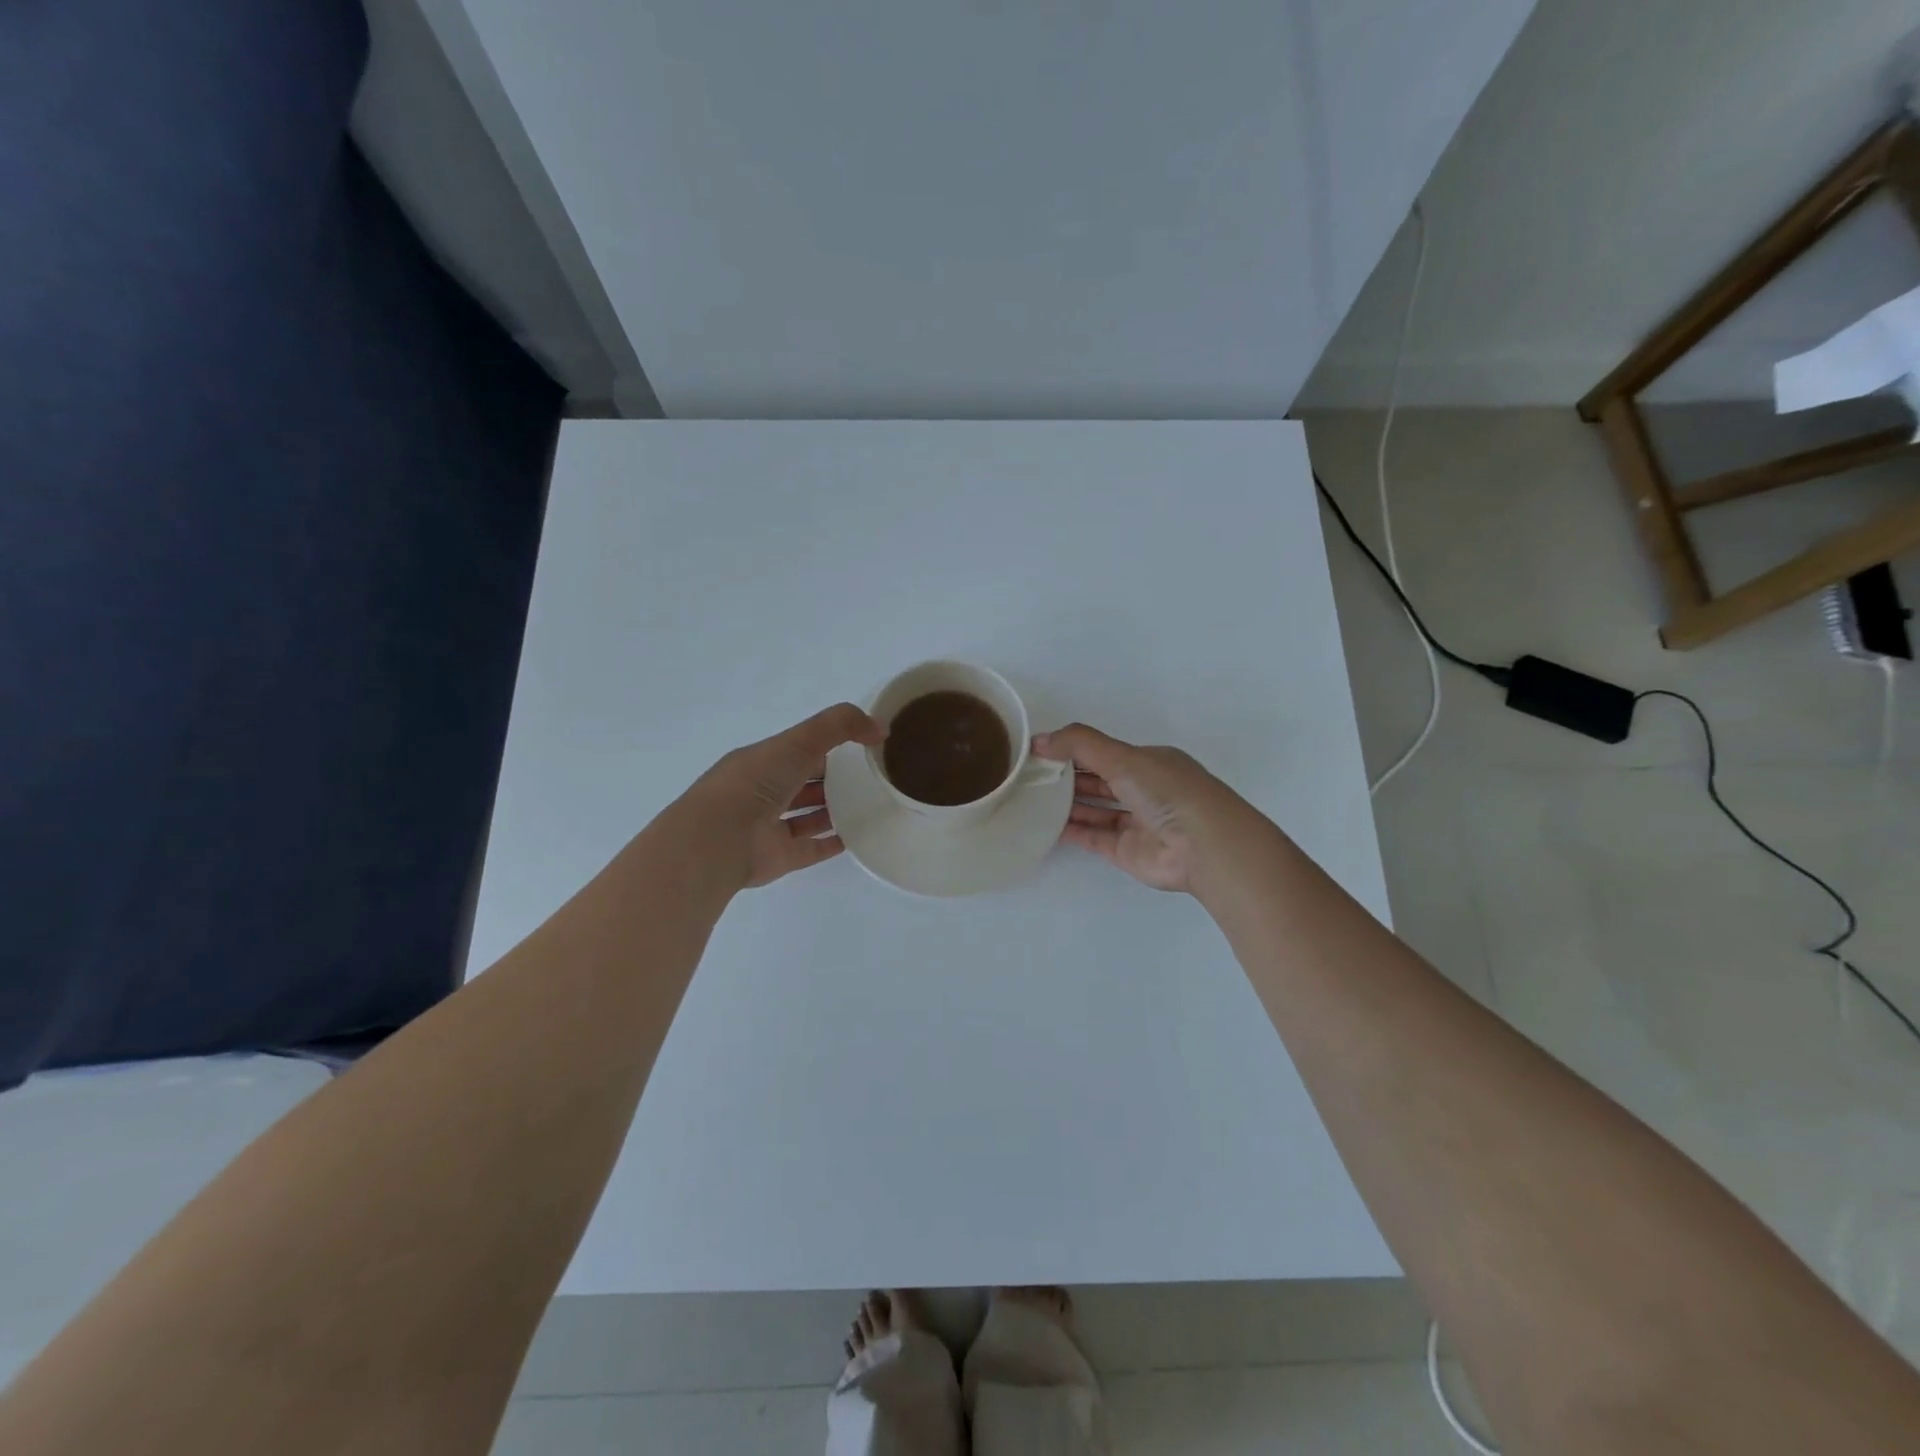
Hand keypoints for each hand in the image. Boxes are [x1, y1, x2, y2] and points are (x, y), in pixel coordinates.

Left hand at [683, 703, 885, 889]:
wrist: (719, 840)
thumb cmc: (756, 782)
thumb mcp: (800, 740)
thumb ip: (840, 726)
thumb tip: (880, 728)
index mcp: (763, 761)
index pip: (800, 750)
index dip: (829, 746)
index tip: (863, 748)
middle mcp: (764, 793)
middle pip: (804, 783)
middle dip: (833, 780)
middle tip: (871, 779)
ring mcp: (771, 827)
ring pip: (807, 816)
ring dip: (833, 811)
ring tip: (870, 806)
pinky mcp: (780, 857)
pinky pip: (811, 848)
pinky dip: (832, 842)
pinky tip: (857, 837)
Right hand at [1035, 723, 1268, 895]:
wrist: (1204, 846)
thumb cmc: (1167, 791)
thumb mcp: (1122, 756)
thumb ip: (1079, 744)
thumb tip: (1038, 739)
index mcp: (1149, 762)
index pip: (1106, 753)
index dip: (1074, 750)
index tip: (1040, 751)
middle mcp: (1144, 790)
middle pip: (1099, 780)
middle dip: (1068, 777)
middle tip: (1030, 775)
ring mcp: (1136, 822)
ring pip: (1096, 809)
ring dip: (1068, 804)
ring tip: (1032, 798)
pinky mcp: (1127, 851)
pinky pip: (1094, 837)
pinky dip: (1072, 831)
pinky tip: (1045, 825)